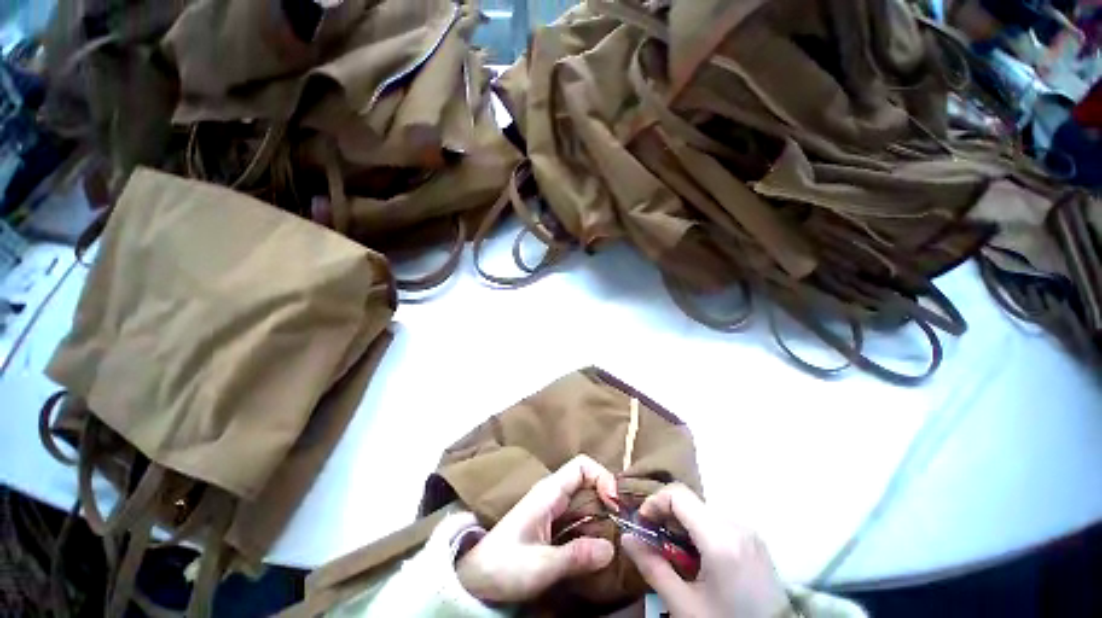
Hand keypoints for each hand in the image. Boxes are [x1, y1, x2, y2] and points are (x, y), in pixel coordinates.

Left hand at [456, 455, 619, 603]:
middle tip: (624, 522)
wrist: (476, 578)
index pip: (581, 466)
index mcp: (549, 492)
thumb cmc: (504, 566)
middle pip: (587, 480)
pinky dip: (594, 523)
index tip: (615, 504)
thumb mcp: (541, 565)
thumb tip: (611, 548)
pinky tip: (602, 541)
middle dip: (608, 495)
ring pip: (585, 498)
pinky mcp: (552, 523)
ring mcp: (552, 508)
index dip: (602, 477)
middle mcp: (553, 494)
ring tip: (619, 533)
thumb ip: (575, 556)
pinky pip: (580, 515)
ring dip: (603, 511)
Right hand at [621, 484, 791, 617]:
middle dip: (666, 516)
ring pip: (702, 510)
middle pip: (689, 502)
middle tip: (654, 543)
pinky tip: (698, 558)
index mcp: (721, 538)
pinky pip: (717, 521)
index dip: (653, 502)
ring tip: (676, 554)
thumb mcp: (684, 605)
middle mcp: (737, 525)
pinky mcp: (754, 539)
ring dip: (681, 524)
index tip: (642, 524)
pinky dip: (699, 531)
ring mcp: (748, 531)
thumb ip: (653, 567)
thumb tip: (626, 537)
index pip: (678, 494)